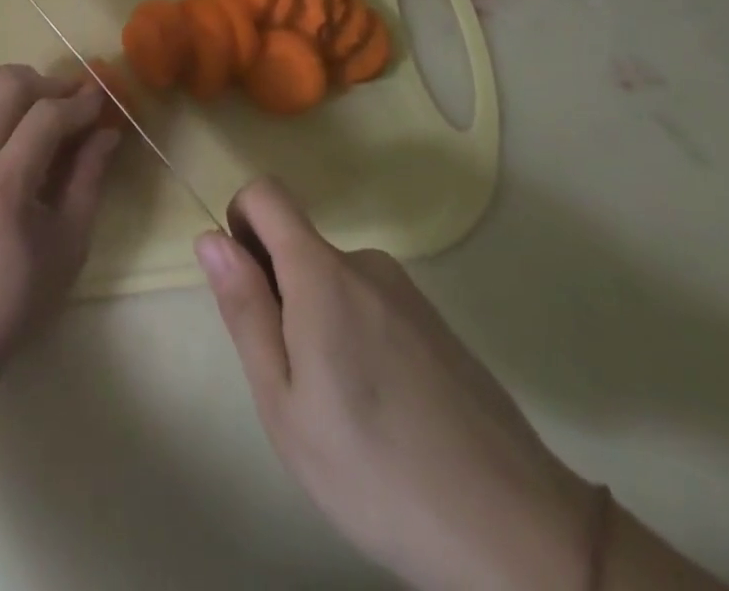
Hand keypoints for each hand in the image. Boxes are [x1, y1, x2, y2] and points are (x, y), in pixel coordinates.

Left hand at [0, 65, 120, 359]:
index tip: (104, 102)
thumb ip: (89, 180)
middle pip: (7, 84)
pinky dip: (0, 98)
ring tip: (47, 106)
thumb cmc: (15, 299)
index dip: (80, 103)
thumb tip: (108, 131)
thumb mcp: (68, 246)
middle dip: (49, 82)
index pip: (44, 117)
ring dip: (21, 83)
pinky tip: (21, 123)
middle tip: (75, 101)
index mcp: (3, 190)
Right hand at [196, 180, 593, 590]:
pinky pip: (372, 306)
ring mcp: (407, 292)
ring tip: (344, 408)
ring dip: (319, 321)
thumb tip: (211, 237)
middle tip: (297, 380)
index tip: (245, 284)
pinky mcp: (437, 324)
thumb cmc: (375, 469)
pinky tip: (385, 413)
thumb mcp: (283, 400)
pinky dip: (358, 338)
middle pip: (298, 245)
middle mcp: (365, 263)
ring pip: (334, 282)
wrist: (517, 534)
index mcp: (321, 272)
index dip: (240, 221)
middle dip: (280, 293)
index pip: (265, 194)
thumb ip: (245, 309)